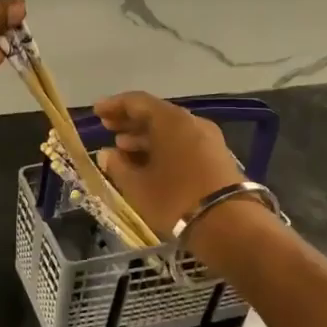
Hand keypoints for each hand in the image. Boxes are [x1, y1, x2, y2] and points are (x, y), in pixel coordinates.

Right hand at [94, 92, 245, 236]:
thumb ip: (118, 166)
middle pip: (156, 114)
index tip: (97, 111)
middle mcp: (191, 122)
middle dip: (129, 121)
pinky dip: (162, 148)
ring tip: (123, 149)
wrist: (229, 225)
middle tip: (108, 128)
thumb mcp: (138, 186)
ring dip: (145, 137)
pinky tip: (148, 164)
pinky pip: (183, 143)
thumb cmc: (175, 200)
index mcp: (170, 120)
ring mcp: (208, 139)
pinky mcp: (216, 157)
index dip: (114, 105)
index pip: (137, 102)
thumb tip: (106, 154)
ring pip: (170, 130)